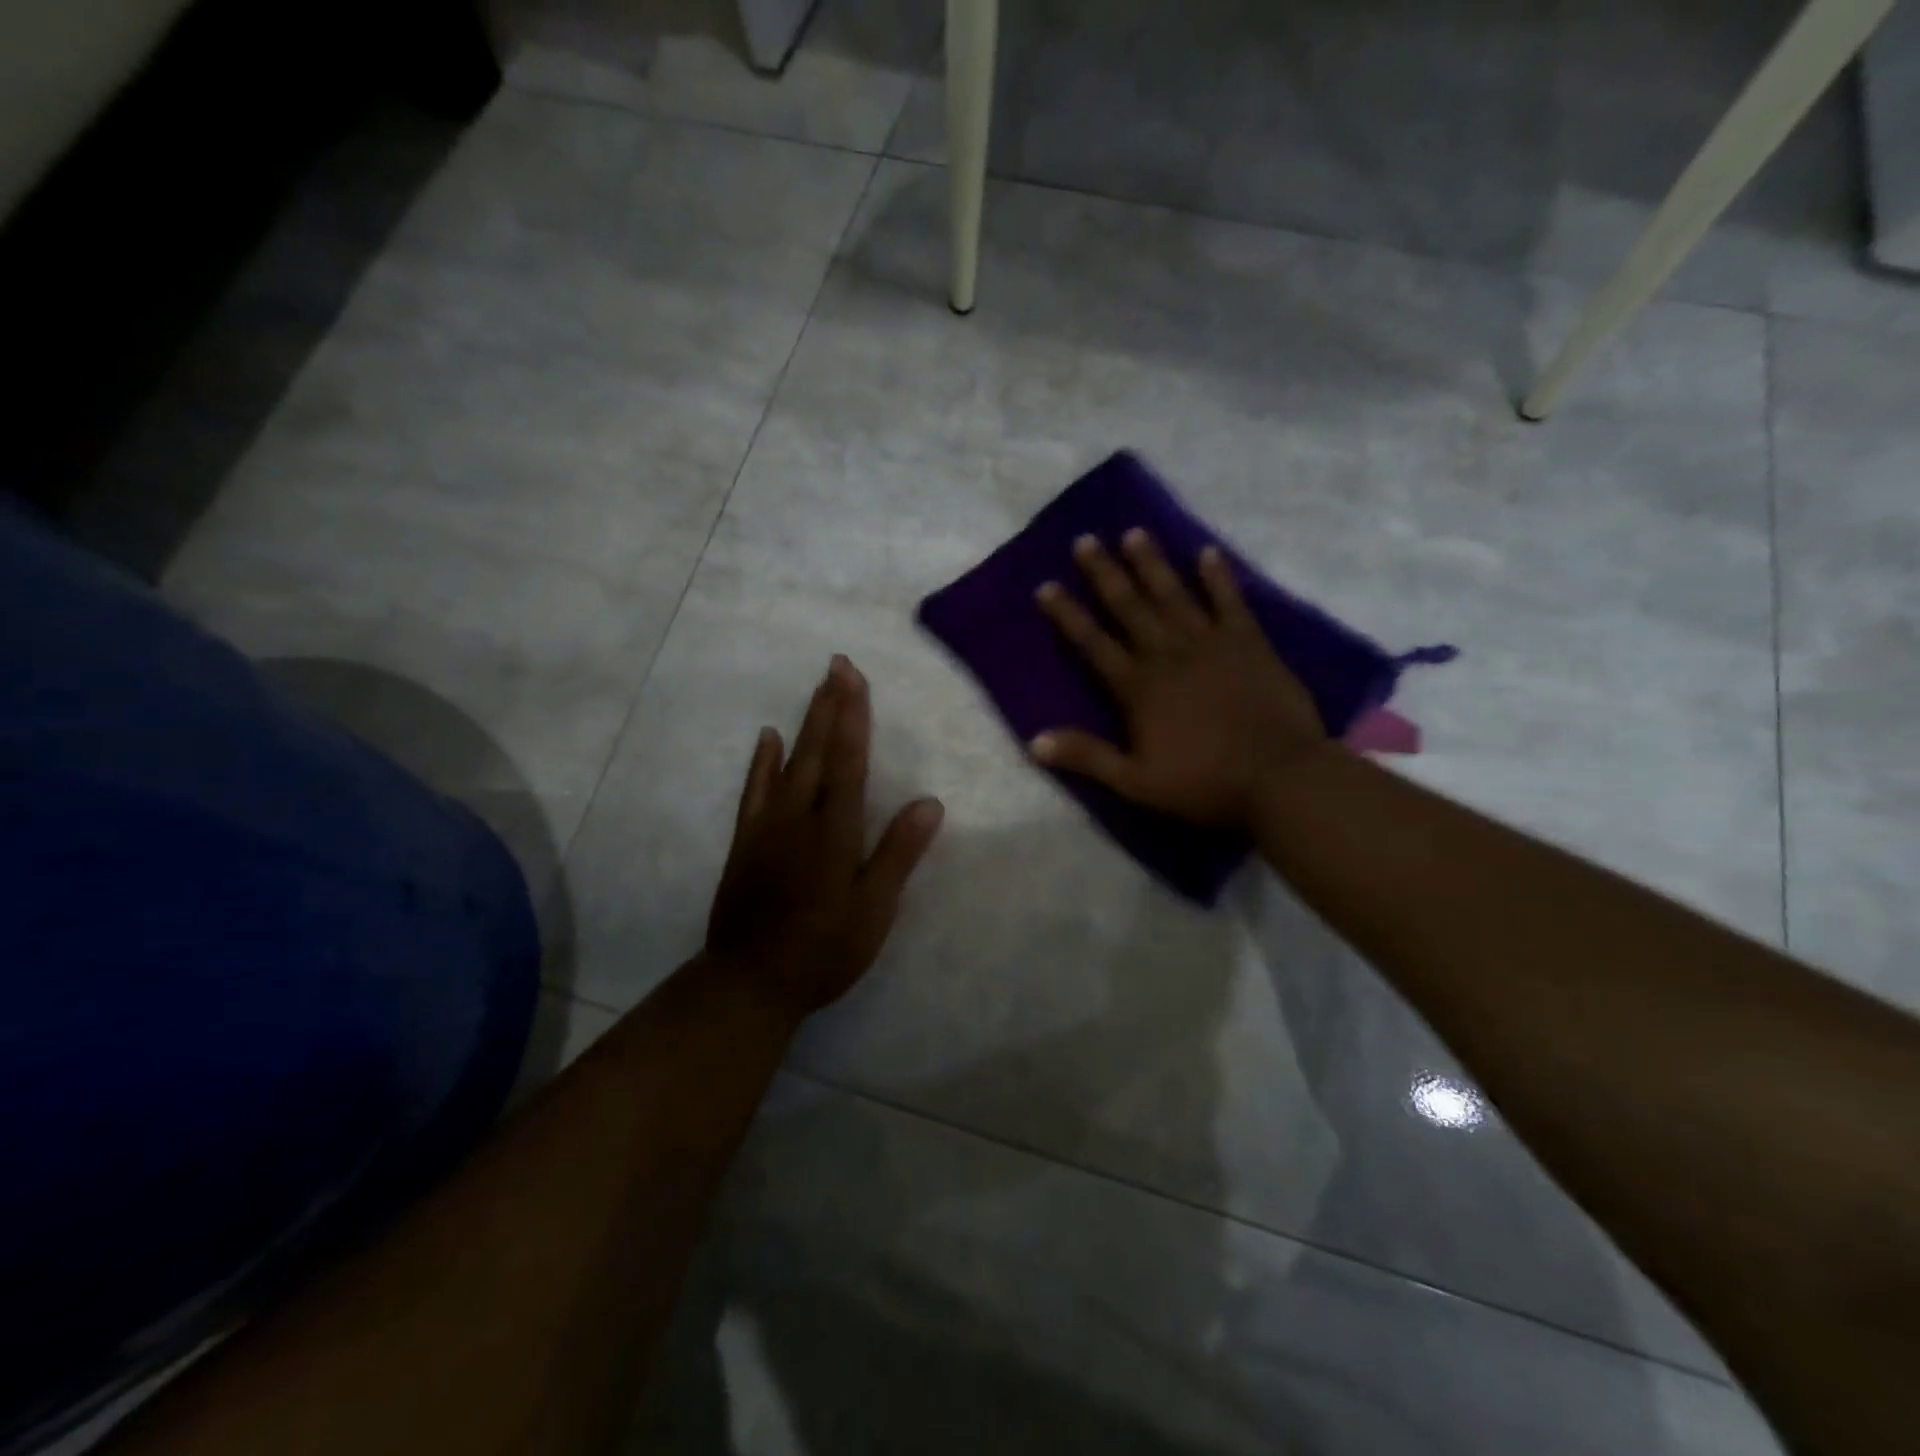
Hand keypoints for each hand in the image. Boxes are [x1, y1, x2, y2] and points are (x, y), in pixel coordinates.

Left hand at [705, 656, 943, 1019]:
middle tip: (837, 663)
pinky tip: (768, 738)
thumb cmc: (823, 951)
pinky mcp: (746, 840)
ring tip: (816, 688)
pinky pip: (754, 790)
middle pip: (818, 751)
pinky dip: (762, 761)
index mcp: (835, 832)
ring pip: (788, 762)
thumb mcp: (872, 911)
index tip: (855, 678)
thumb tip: (930, 804)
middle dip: (830, 705)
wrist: (749, 982)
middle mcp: (800, 817)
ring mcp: (767, 826)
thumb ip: (898, 855)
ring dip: (805, 723)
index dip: (854, 717)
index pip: (849, 762)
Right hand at [1032, 530, 1326, 826]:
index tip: (1046, 586)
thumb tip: (1035, 742)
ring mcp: (1210, 643)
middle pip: (1129, 607)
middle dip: (1104, 573)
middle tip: (1085, 540)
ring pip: (1173, 594)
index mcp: (1138, 687)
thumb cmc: (1204, 783)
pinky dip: (1218, 576)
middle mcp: (1168, 654)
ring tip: (1134, 532)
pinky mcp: (1250, 642)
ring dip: (1152, 563)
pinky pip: (1230, 601)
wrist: (1280, 777)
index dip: (1068, 615)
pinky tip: (1207, 552)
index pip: (1093, 643)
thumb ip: (1087, 757)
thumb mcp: (1136, 782)